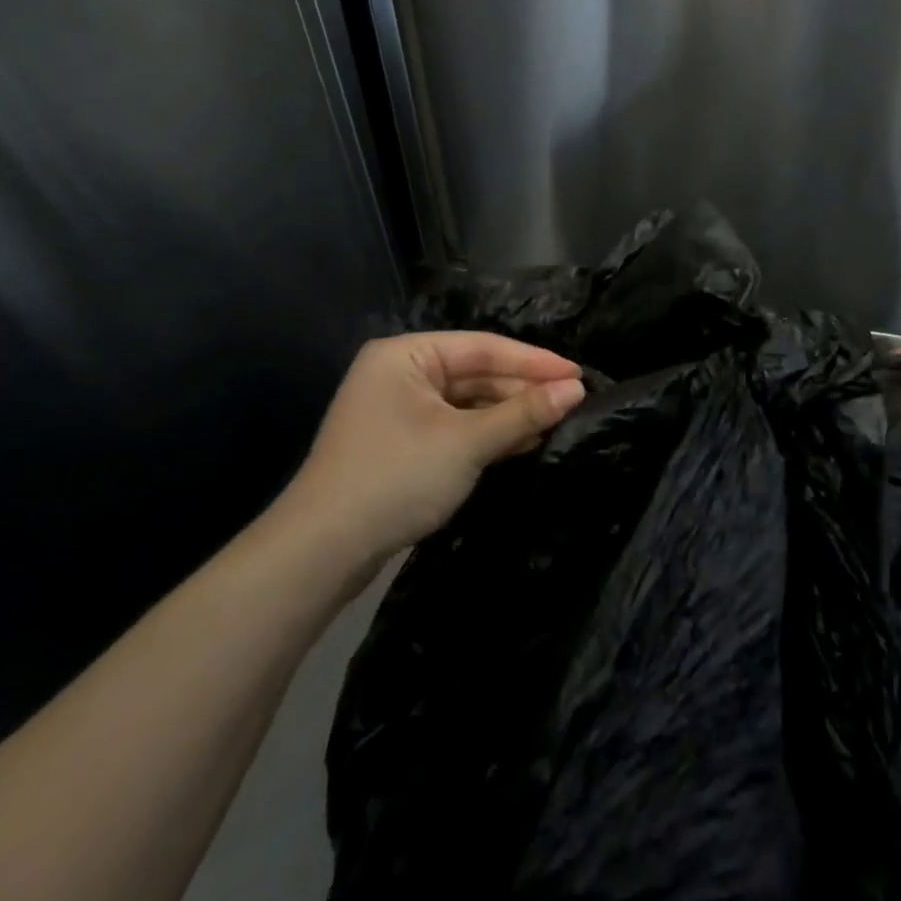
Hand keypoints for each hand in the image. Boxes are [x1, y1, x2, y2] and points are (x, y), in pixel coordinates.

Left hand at [279, 332, 585, 560]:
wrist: (321, 553)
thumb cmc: (396, 478)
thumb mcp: (468, 442)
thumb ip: (523, 412)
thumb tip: (576, 389)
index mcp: (406, 355)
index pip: (483, 347)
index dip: (534, 361)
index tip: (578, 373)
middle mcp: (400, 373)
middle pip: (475, 373)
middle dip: (522, 389)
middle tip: (573, 400)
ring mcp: (398, 410)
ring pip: (467, 402)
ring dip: (508, 414)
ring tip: (556, 421)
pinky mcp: (401, 444)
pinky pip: (455, 426)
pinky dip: (487, 434)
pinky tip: (523, 442)